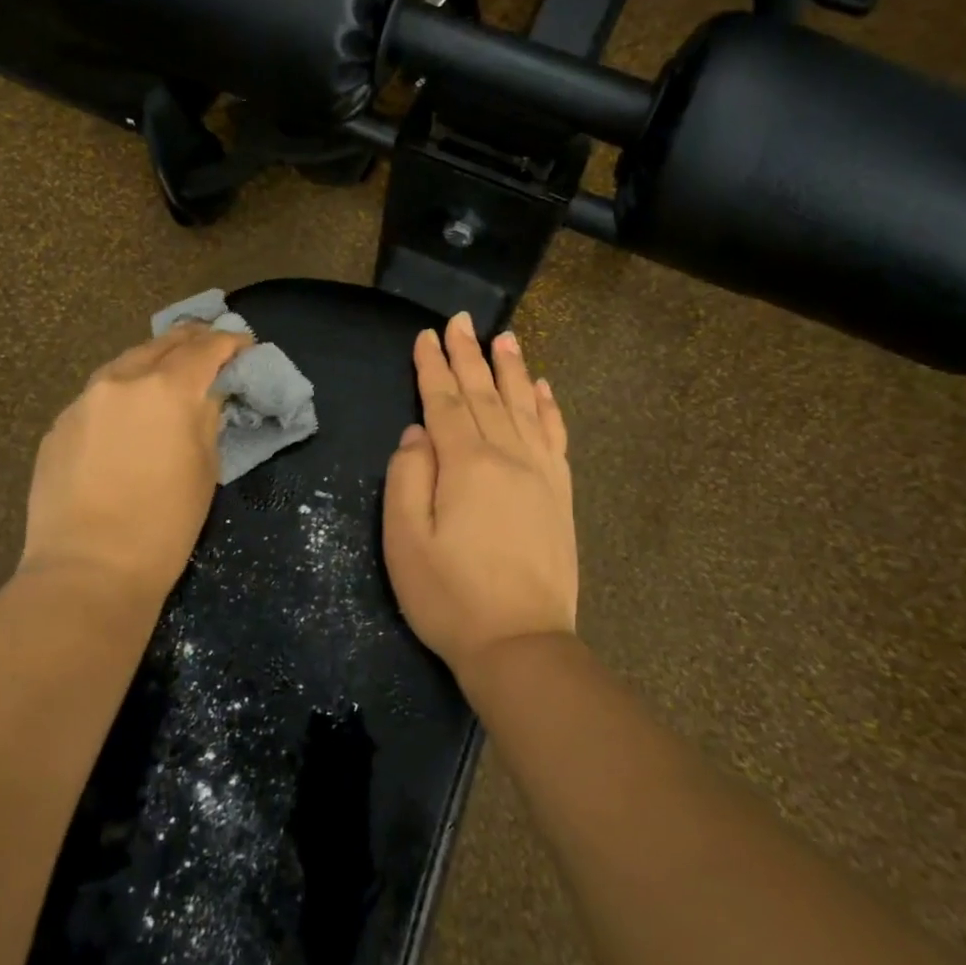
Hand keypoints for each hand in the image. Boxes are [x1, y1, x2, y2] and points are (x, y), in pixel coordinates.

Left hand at [21, 324, 251, 605]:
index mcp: (168, 389)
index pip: (206, 348)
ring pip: (126, 363)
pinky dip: (123, 393)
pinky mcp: (60, 424)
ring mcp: (84, 400)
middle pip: (164, 344)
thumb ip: (207, 418)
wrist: (88, 570)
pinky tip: (129, 415)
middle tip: (212, 349)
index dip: (231, 342)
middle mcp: (123, 380)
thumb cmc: (164, 525)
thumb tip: (208, 394)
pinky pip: (99, 395)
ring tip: (170, 374)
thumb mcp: (205, 468)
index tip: (245, 346)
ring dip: (154, 362)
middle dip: (193, 342)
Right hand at [383, 312, 577, 683]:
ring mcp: (540, 474)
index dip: (432, 366)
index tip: (426, 335)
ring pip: (524, 406)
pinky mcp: (560, 495)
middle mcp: (507, 456)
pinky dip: (549, 408)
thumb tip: (418, 433)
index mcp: (465, 463)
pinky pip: (555, 437)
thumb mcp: (405, 540)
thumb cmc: (450, 596)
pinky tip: (545, 388)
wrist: (521, 645)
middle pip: (485, 393)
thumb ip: (407, 476)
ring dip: (513, 369)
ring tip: (506, 337)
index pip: (444, 401)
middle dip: (469, 354)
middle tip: (462, 319)